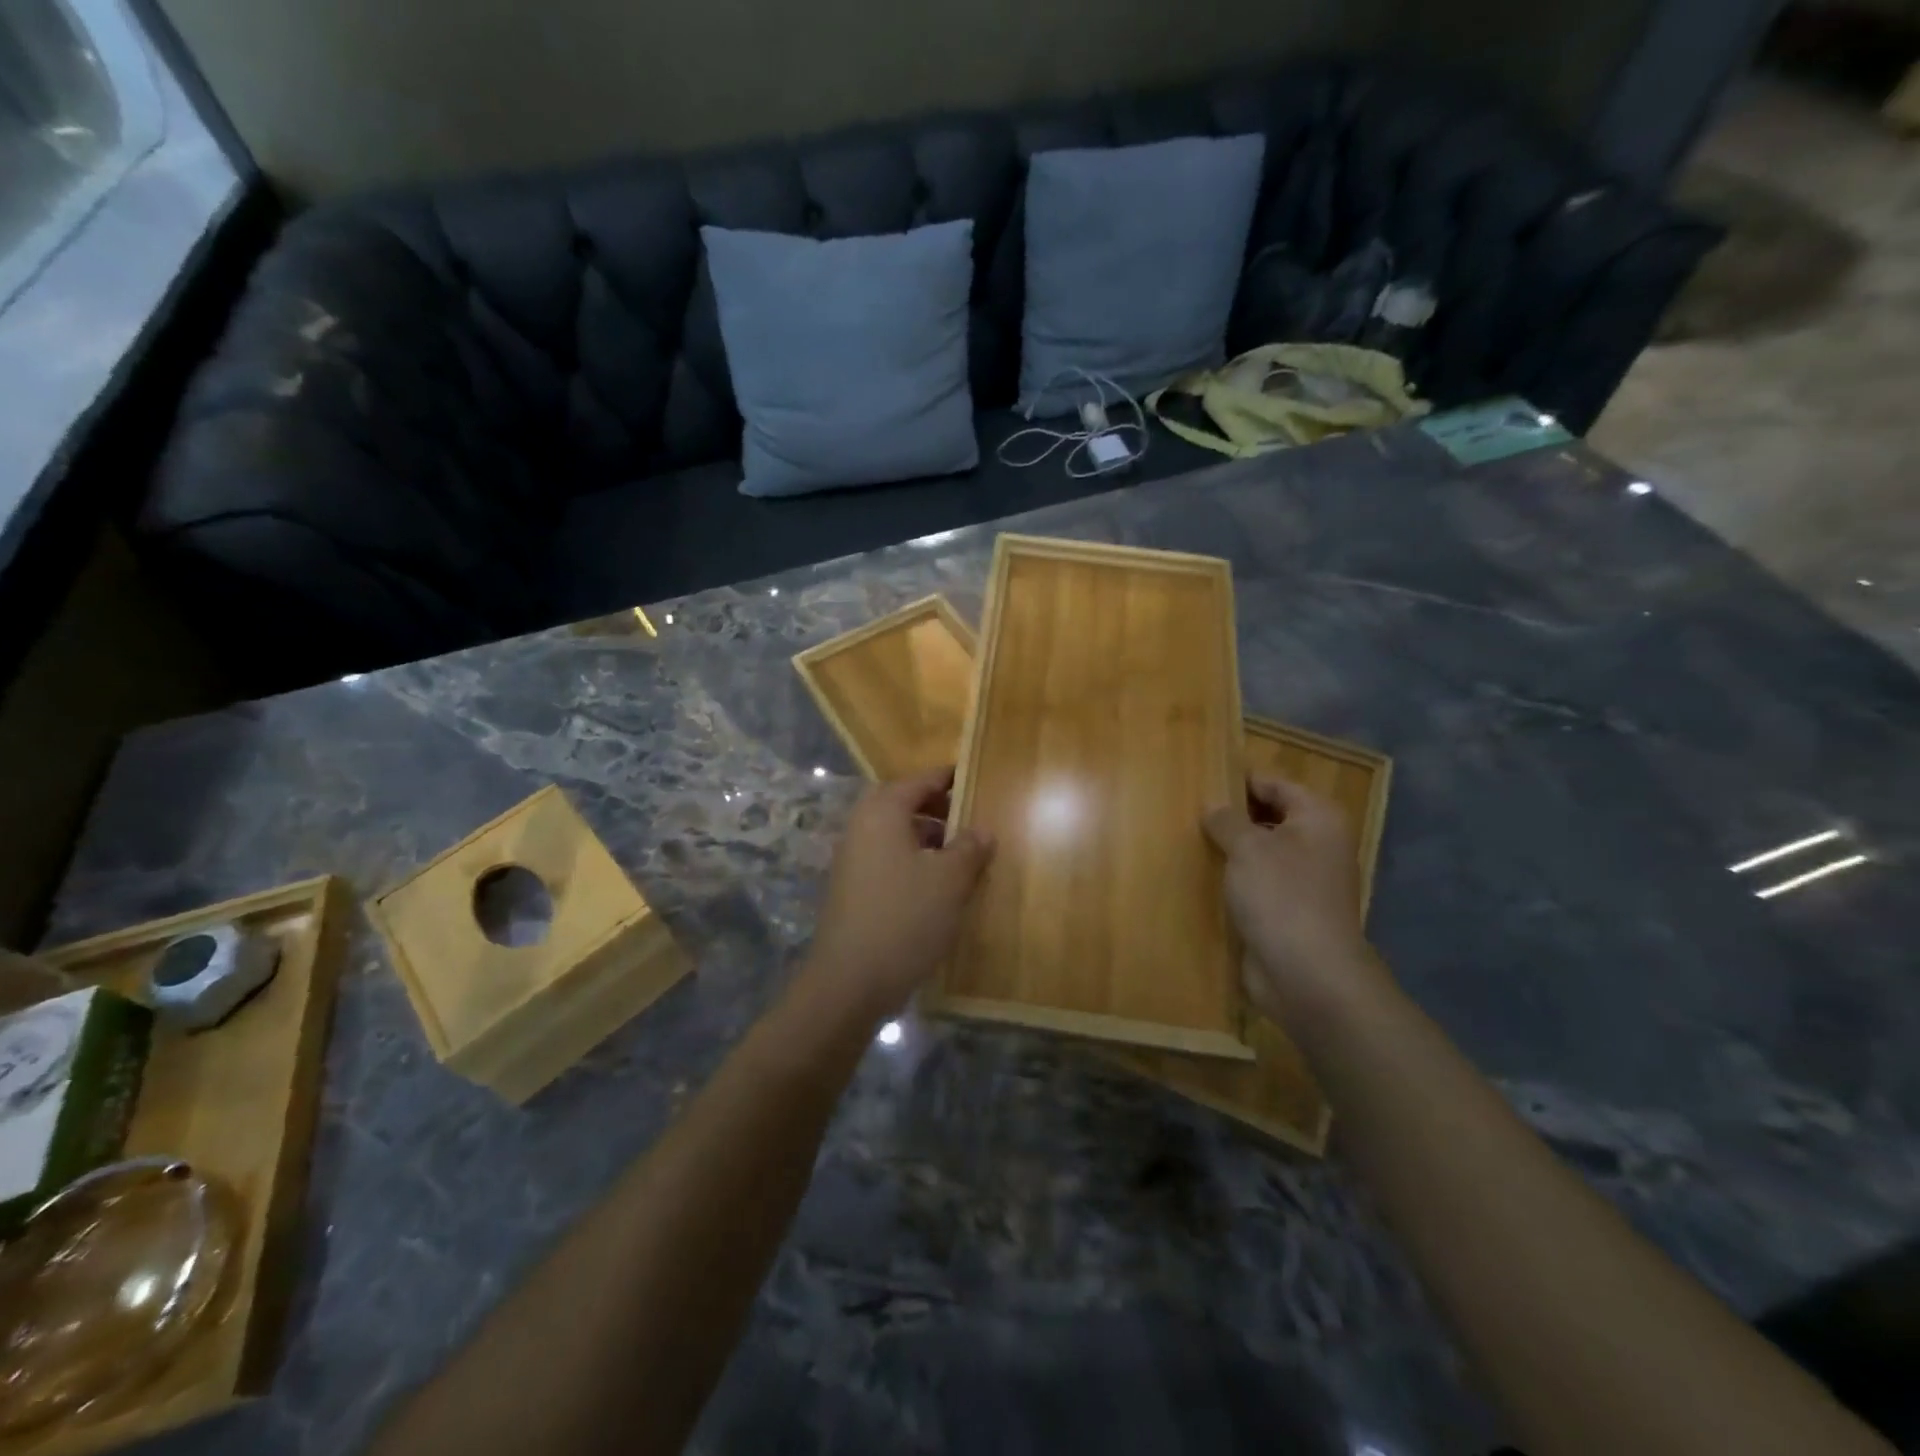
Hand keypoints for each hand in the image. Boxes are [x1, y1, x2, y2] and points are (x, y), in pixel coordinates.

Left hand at [804, 768, 994, 1019]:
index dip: (947, 779)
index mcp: (882, 813)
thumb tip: (983, 830)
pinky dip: (912, 860)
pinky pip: (886, 859)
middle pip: (902, 804)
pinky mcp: (852, 889)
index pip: (919, 781)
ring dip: (925, 836)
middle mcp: (861, 828)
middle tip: (968, 817)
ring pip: (894, 834)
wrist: (850, 981)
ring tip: (960, 853)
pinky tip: (936, 885)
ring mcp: (852, 860)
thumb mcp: (950, 880)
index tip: (974, 778)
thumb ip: (969, 848)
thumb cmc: (905, 917)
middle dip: (935, 808)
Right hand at [1203, 776, 1389, 1025]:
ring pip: (1260, 852)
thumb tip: (1214, 807)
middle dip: (1231, 815)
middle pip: (1268, 817)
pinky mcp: (1287, 912)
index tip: (1199, 779)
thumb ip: (1227, 820)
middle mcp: (1317, 844)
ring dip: (1230, 849)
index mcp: (1318, 818)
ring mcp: (1304, 881)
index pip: (1274, 783)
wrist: (1308, 975)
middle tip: (1185, 809)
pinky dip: (1234, 879)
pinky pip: (1256, 884)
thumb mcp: (1248, 847)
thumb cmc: (1282, 897)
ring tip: (1186, 839)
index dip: (1239, 780)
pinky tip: (1201, 876)